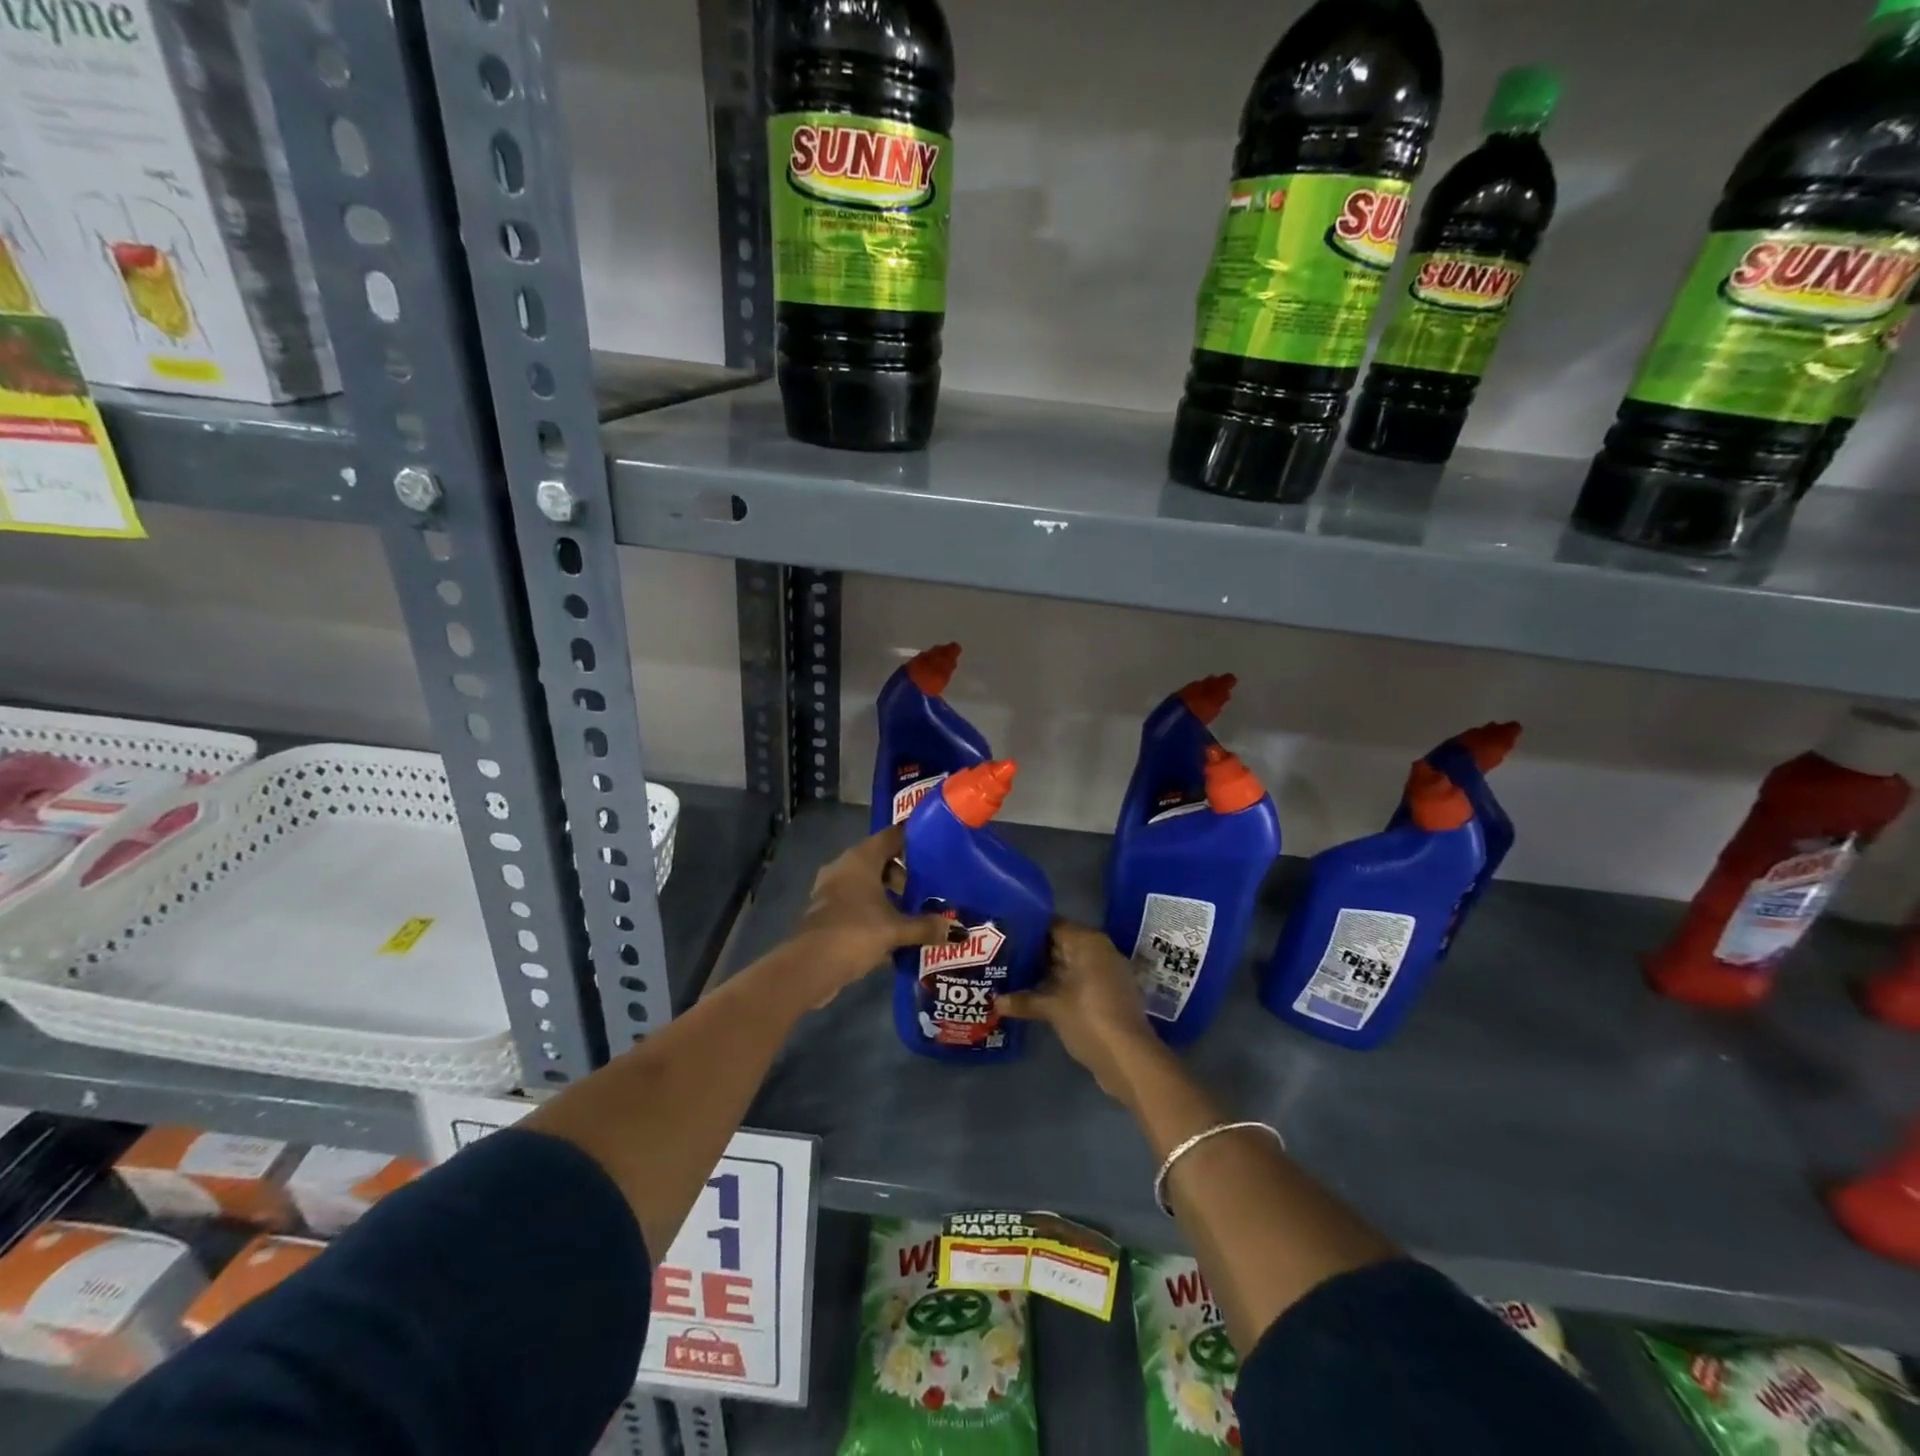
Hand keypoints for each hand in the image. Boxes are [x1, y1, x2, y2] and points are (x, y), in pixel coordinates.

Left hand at [791, 825, 952, 1000]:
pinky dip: (874, 913)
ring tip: (914, 914)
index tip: (936, 847)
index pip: (892, 836)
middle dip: (905, 875)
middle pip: (880, 861)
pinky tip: (893, 933)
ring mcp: (831, 890)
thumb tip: (959, 932)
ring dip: (888, 897)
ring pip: (867, 884)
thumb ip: (927, 927)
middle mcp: (844, 867)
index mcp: (861, 859)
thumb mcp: (896, 930)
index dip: (913, 839)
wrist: (810, 966)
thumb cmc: (855, 932)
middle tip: (929, 890)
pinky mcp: (826, 912)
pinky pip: (857, 903)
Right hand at [999, 920, 1160, 1098]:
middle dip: (1034, 952)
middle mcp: (1100, 952)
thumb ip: (1024, 1000)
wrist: (1129, 1059)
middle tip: (1002, 956)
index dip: (1028, 929)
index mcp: (1088, 943)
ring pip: (1069, 965)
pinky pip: (1078, 982)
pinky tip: (1034, 996)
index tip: (1004, 935)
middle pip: (1061, 945)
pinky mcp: (1108, 996)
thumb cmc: (1089, 1019)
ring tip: (1011, 975)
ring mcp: (1106, 975)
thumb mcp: (1053, 1008)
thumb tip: (995, 1002)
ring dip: (1045, 973)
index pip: (1053, 925)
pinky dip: (1059, 987)